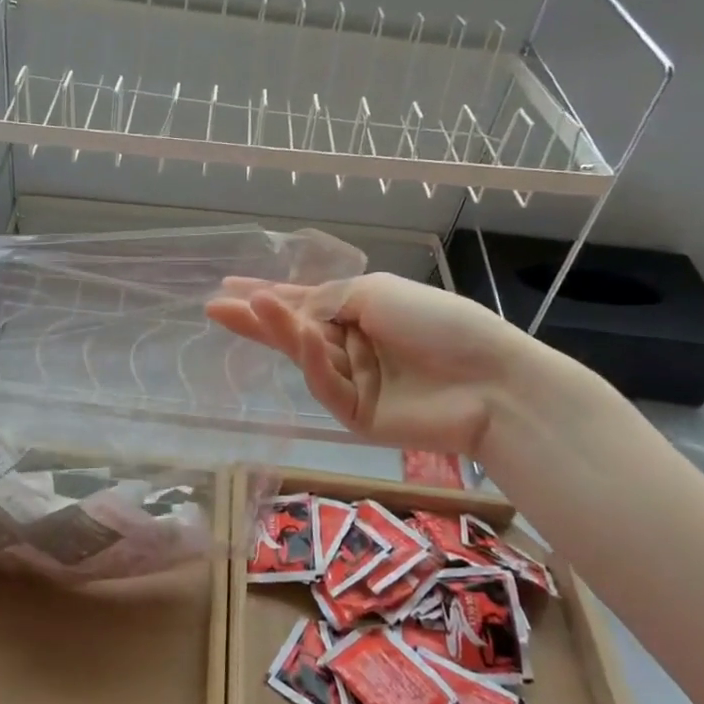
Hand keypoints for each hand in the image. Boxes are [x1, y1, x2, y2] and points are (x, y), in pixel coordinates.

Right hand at [207, 272, 539, 457]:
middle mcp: (348, 345)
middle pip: (292, 331)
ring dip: (279, 328)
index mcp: (357, 313)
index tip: (228, 287)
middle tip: (213, 307)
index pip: (302, 302)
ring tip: (249, 306)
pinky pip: (325, 383)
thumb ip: (327, 300)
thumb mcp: (376, 294)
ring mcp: (350, 381)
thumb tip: (289, 308)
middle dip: (255, 317)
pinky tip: (299, 333)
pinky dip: (311, 359)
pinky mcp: (353, 416)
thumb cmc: (437, 323)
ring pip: (303, 355)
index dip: (266, 295)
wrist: (490, 380)